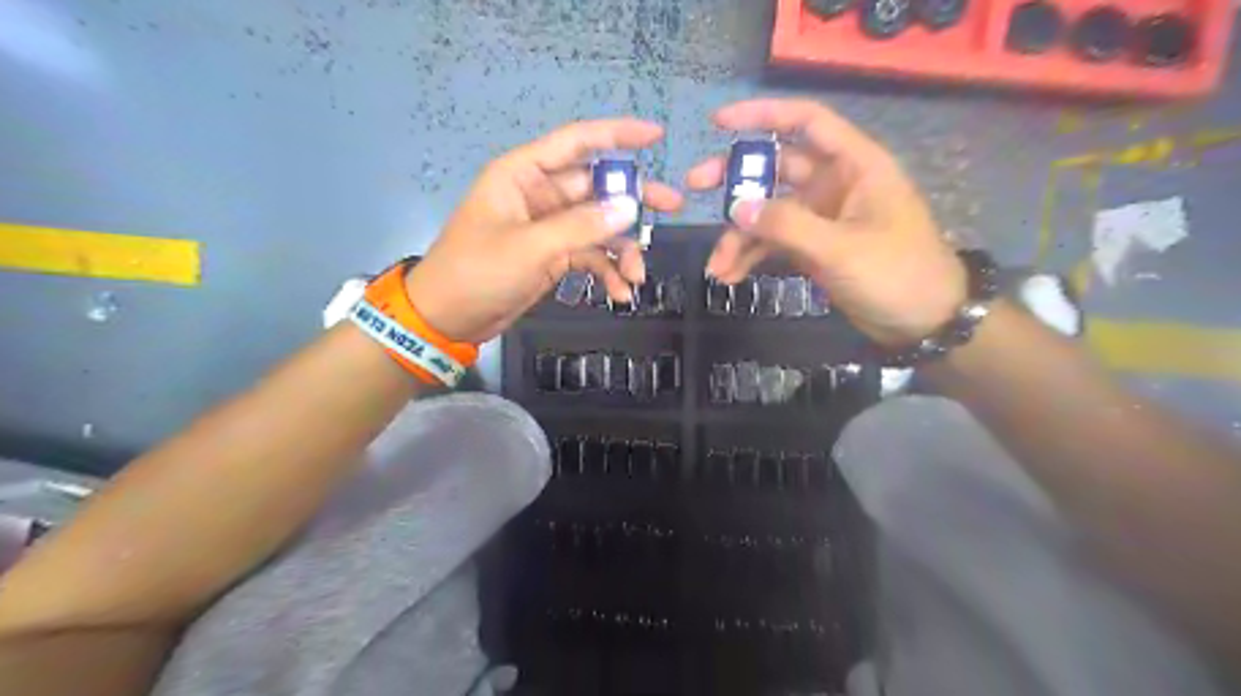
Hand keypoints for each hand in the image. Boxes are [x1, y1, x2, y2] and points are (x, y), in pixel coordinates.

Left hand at [406, 122, 677, 348]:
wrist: (448, 319)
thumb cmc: (478, 272)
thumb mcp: (531, 248)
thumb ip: (582, 227)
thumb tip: (631, 208)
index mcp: (524, 175)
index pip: (576, 142)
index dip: (617, 134)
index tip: (656, 136)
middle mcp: (540, 195)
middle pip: (597, 187)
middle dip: (633, 202)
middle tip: (672, 208)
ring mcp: (548, 227)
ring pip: (598, 226)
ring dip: (621, 248)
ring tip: (638, 275)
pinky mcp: (552, 256)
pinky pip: (589, 255)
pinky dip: (606, 271)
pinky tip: (619, 292)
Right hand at [690, 97, 968, 344]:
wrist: (924, 322)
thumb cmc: (896, 273)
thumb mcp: (840, 248)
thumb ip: (787, 225)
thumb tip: (737, 207)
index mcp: (853, 165)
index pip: (807, 122)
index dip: (763, 115)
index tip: (719, 124)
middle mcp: (834, 184)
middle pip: (775, 169)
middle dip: (735, 180)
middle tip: (694, 185)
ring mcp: (821, 219)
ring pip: (768, 213)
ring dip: (739, 236)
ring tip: (716, 266)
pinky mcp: (813, 248)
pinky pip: (773, 244)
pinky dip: (752, 257)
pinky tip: (731, 276)